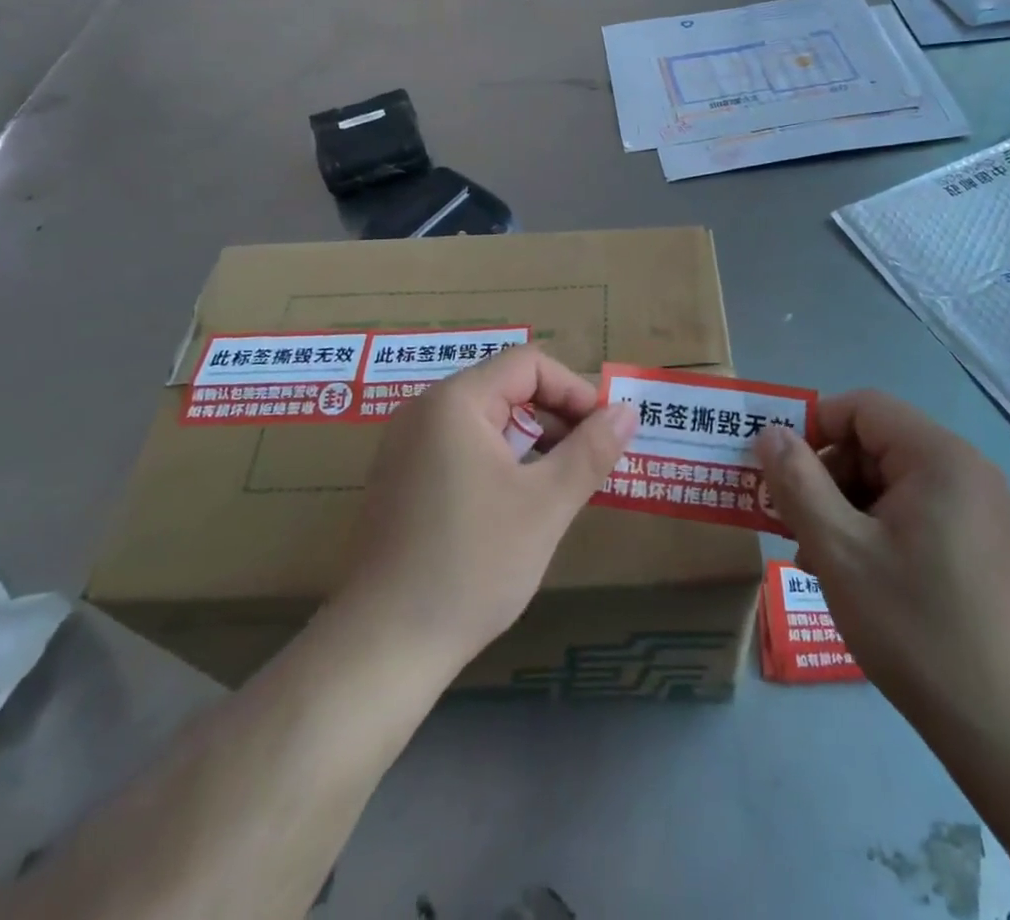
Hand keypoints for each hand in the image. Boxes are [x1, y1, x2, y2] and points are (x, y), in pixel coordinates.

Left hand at [334, 347, 637, 677]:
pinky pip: (461, 447)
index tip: (603, 434)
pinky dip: (498, 461)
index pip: (528, 364)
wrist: (382, 647)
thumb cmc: (472, 564)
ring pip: (485, 420)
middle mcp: (424, 411)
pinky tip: (516, 507)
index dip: (574, 391)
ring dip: (530, 441)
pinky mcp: (400, 480)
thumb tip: (628, 410)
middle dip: (555, 417)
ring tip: (559, 487)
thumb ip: (591, 451)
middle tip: (588, 464)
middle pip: (506, 387)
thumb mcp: (546, 505)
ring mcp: (406, 446)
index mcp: (455, 402)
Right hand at [755, 390, 1009, 748]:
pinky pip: (921, 513)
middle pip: (878, 445)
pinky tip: (860, 576)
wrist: (1008, 730)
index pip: (863, 408)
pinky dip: (881, 529)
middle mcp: (969, 471)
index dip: (813, 427)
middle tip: (793, 524)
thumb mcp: (839, 550)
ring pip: (895, 483)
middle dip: (828, 477)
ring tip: (819, 558)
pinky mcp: (990, 546)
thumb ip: (798, 482)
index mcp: (939, 458)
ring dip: (848, 508)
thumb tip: (769, 432)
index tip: (779, 471)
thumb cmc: (915, 626)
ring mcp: (985, 510)